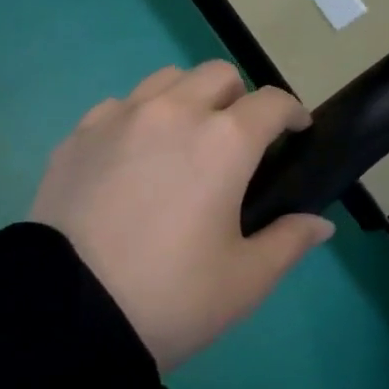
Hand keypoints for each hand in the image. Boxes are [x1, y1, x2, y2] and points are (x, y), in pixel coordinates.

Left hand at [29, 61, 336, 370]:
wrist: (68, 313)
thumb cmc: (171, 297)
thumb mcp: (245, 280)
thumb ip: (289, 241)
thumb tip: (319, 223)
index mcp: (223, 141)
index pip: (271, 101)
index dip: (292, 113)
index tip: (296, 133)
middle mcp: (172, 112)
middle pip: (218, 75)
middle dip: (239, 99)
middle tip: (238, 143)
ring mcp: (119, 117)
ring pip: (166, 80)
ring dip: (188, 99)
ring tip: (184, 142)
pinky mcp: (78, 135)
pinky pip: (119, 106)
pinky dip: (139, 118)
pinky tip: (133, 158)